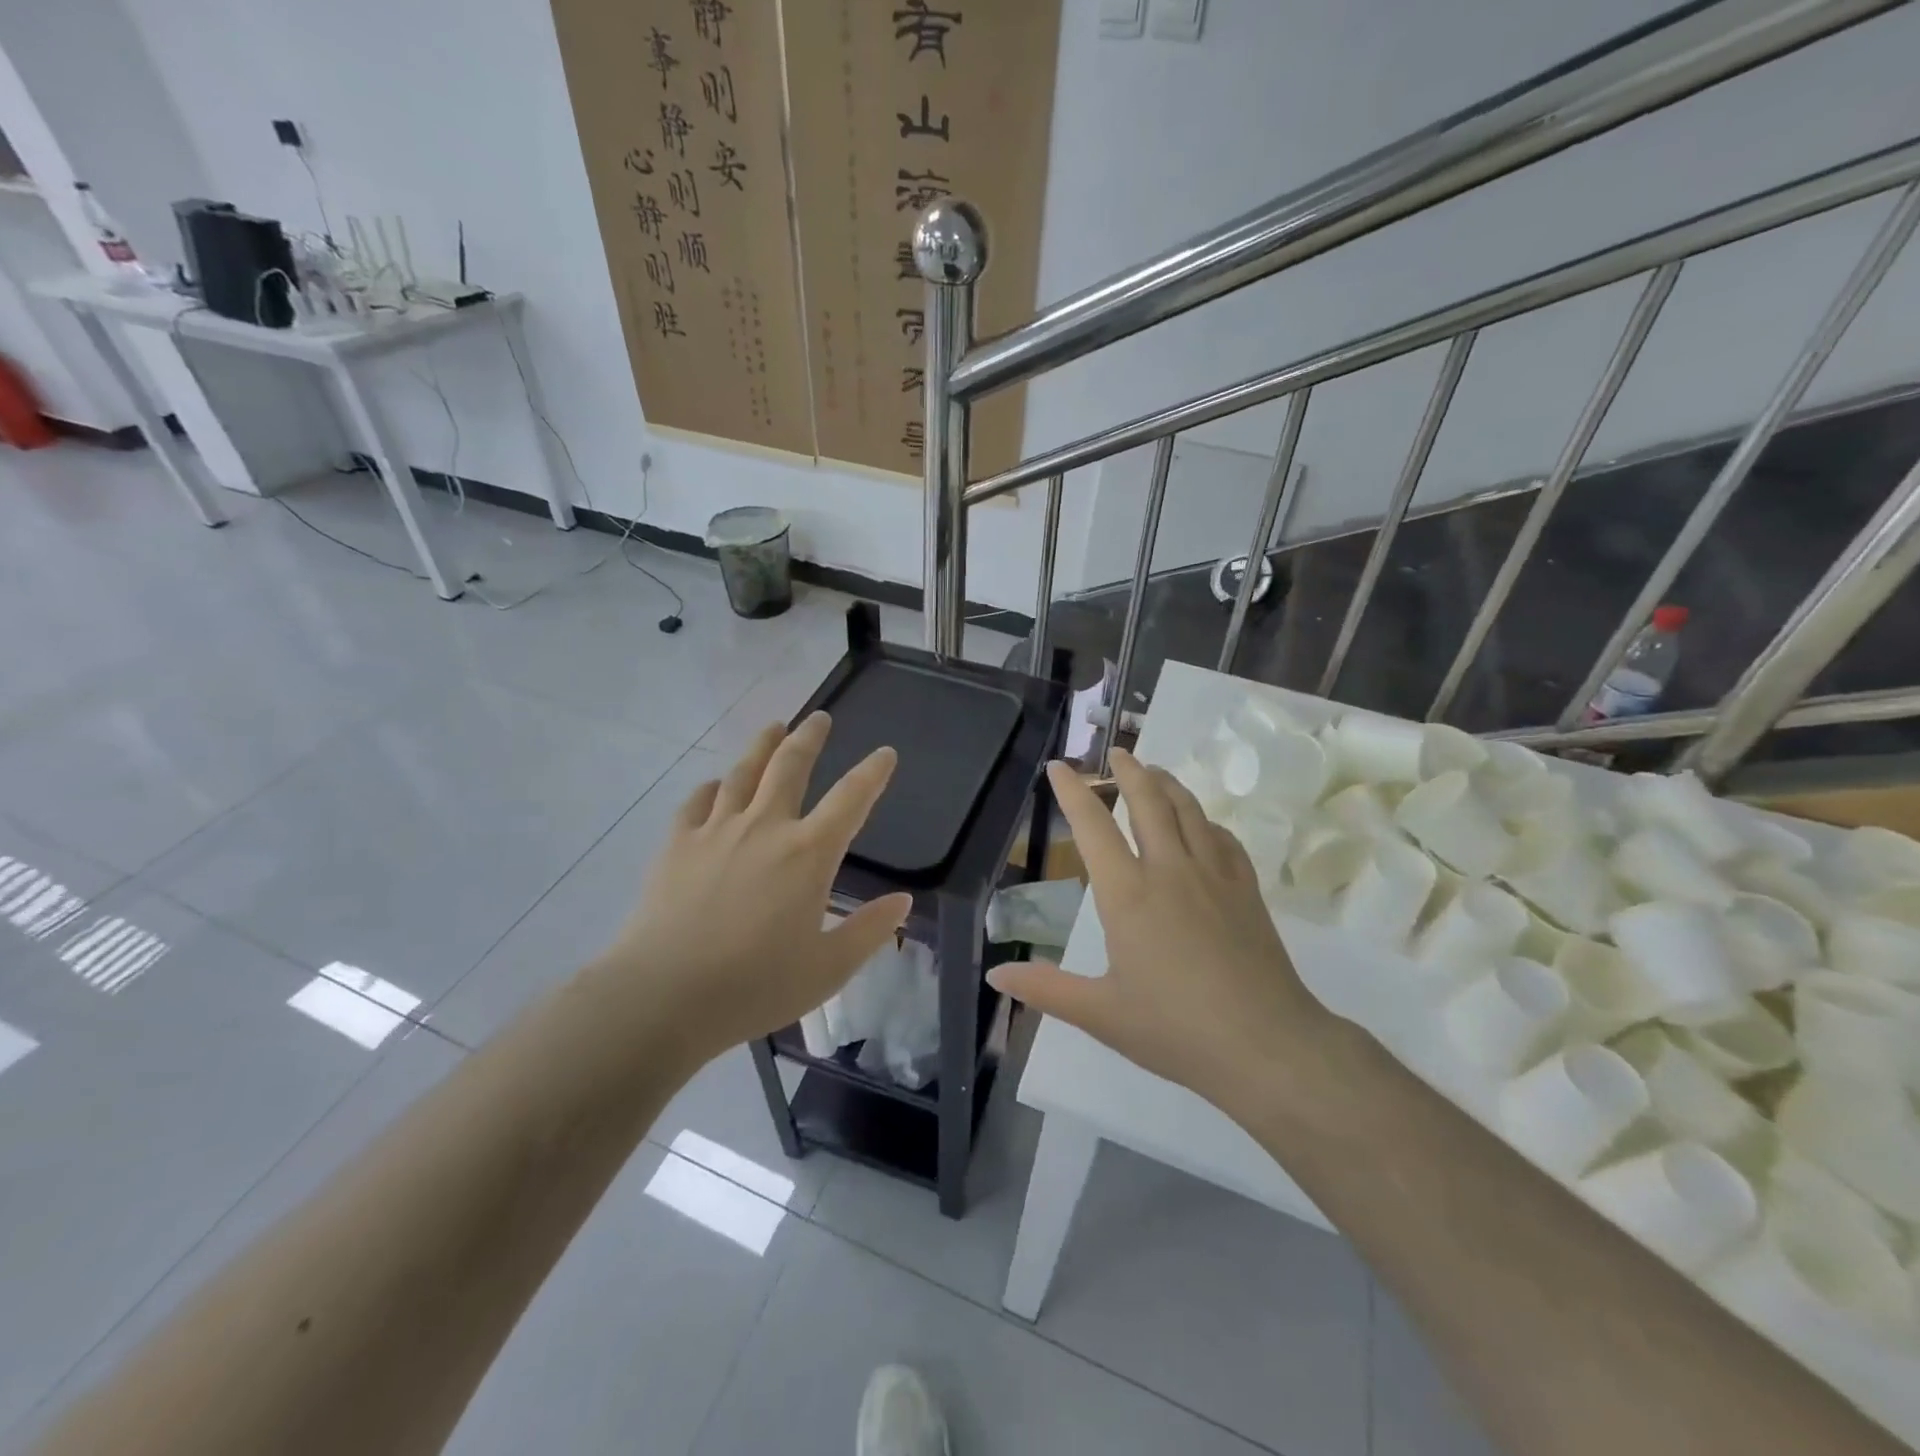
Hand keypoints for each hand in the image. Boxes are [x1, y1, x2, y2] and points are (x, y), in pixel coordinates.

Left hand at [593, 712, 912, 1068]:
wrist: (663, 995)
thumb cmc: (755, 985)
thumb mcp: (828, 969)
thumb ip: (869, 930)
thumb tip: (903, 901)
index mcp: (808, 853)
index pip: (851, 799)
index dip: (872, 772)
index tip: (885, 753)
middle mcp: (765, 827)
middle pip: (790, 766)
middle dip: (809, 738)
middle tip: (819, 718)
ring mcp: (716, 830)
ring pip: (743, 773)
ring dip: (762, 746)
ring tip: (773, 728)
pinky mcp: (677, 844)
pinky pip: (697, 802)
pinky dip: (712, 787)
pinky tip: (715, 785)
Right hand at [989, 750, 1330, 1114]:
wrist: (1266, 1045)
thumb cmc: (1175, 1030)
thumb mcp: (1101, 1014)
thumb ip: (1046, 988)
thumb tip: (996, 975)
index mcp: (1127, 895)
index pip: (1093, 827)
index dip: (1073, 792)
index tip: (1059, 766)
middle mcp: (1169, 870)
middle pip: (1148, 801)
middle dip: (1129, 771)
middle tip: (1117, 752)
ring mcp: (1214, 875)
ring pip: (1189, 810)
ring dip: (1167, 783)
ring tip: (1154, 771)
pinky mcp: (1247, 889)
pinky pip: (1223, 837)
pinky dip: (1204, 820)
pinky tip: (1202, 824)